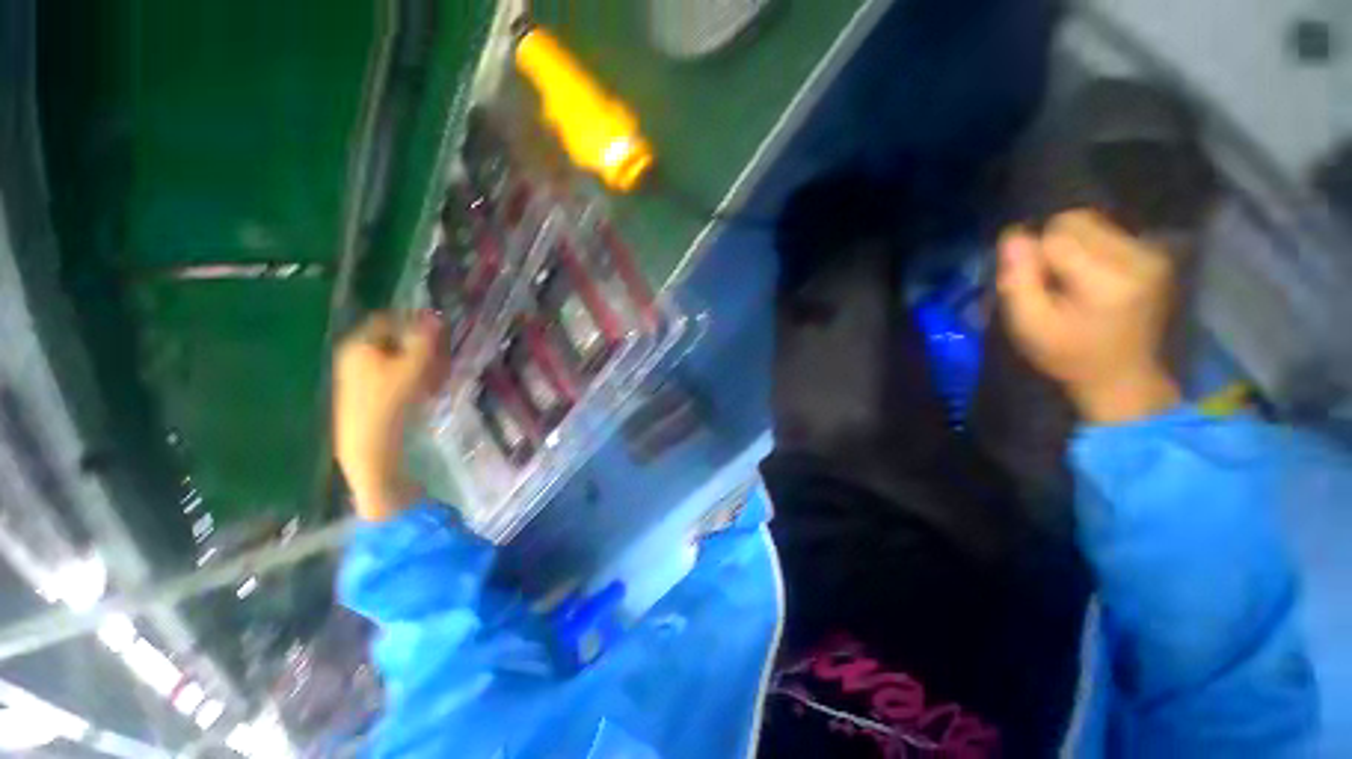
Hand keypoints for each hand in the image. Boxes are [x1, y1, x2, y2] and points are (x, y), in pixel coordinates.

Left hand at [333, 312, 447, 520]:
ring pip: (399, 359)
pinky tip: (426, 394)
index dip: (416, 326)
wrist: (367, 446)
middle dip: (423, 351)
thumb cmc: (388, 402)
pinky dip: (413, 379)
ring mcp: (359, 374)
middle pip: (396, 341)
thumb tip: (436, 315)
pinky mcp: (367, 391)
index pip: (391, 321)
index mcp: (359, 344)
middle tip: (442, 365)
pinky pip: (394, 375)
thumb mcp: (412, 368)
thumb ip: (424, 340)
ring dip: (422, 367)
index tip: (438, 340)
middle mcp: (355, 354)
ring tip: (437, 384)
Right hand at [997, 210, 1181, 424]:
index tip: (1034, 286)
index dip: (1032, 257)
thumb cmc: (1069, 355)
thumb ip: (1018, 281)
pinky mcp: (1156, 255)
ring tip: (1072, 282)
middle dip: (1053, 245)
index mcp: (1107, 279)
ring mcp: (1152, 254)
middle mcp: (1137, 257)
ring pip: (1092, 223)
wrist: (1123, 376)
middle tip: (1052, 282)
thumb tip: (1013, 235)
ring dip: (1071, 246)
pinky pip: (1108, 232)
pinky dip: (1090, 249)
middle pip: (1076, 221)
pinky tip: (1091, 279)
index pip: (1055, 237)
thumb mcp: (1029, 326)